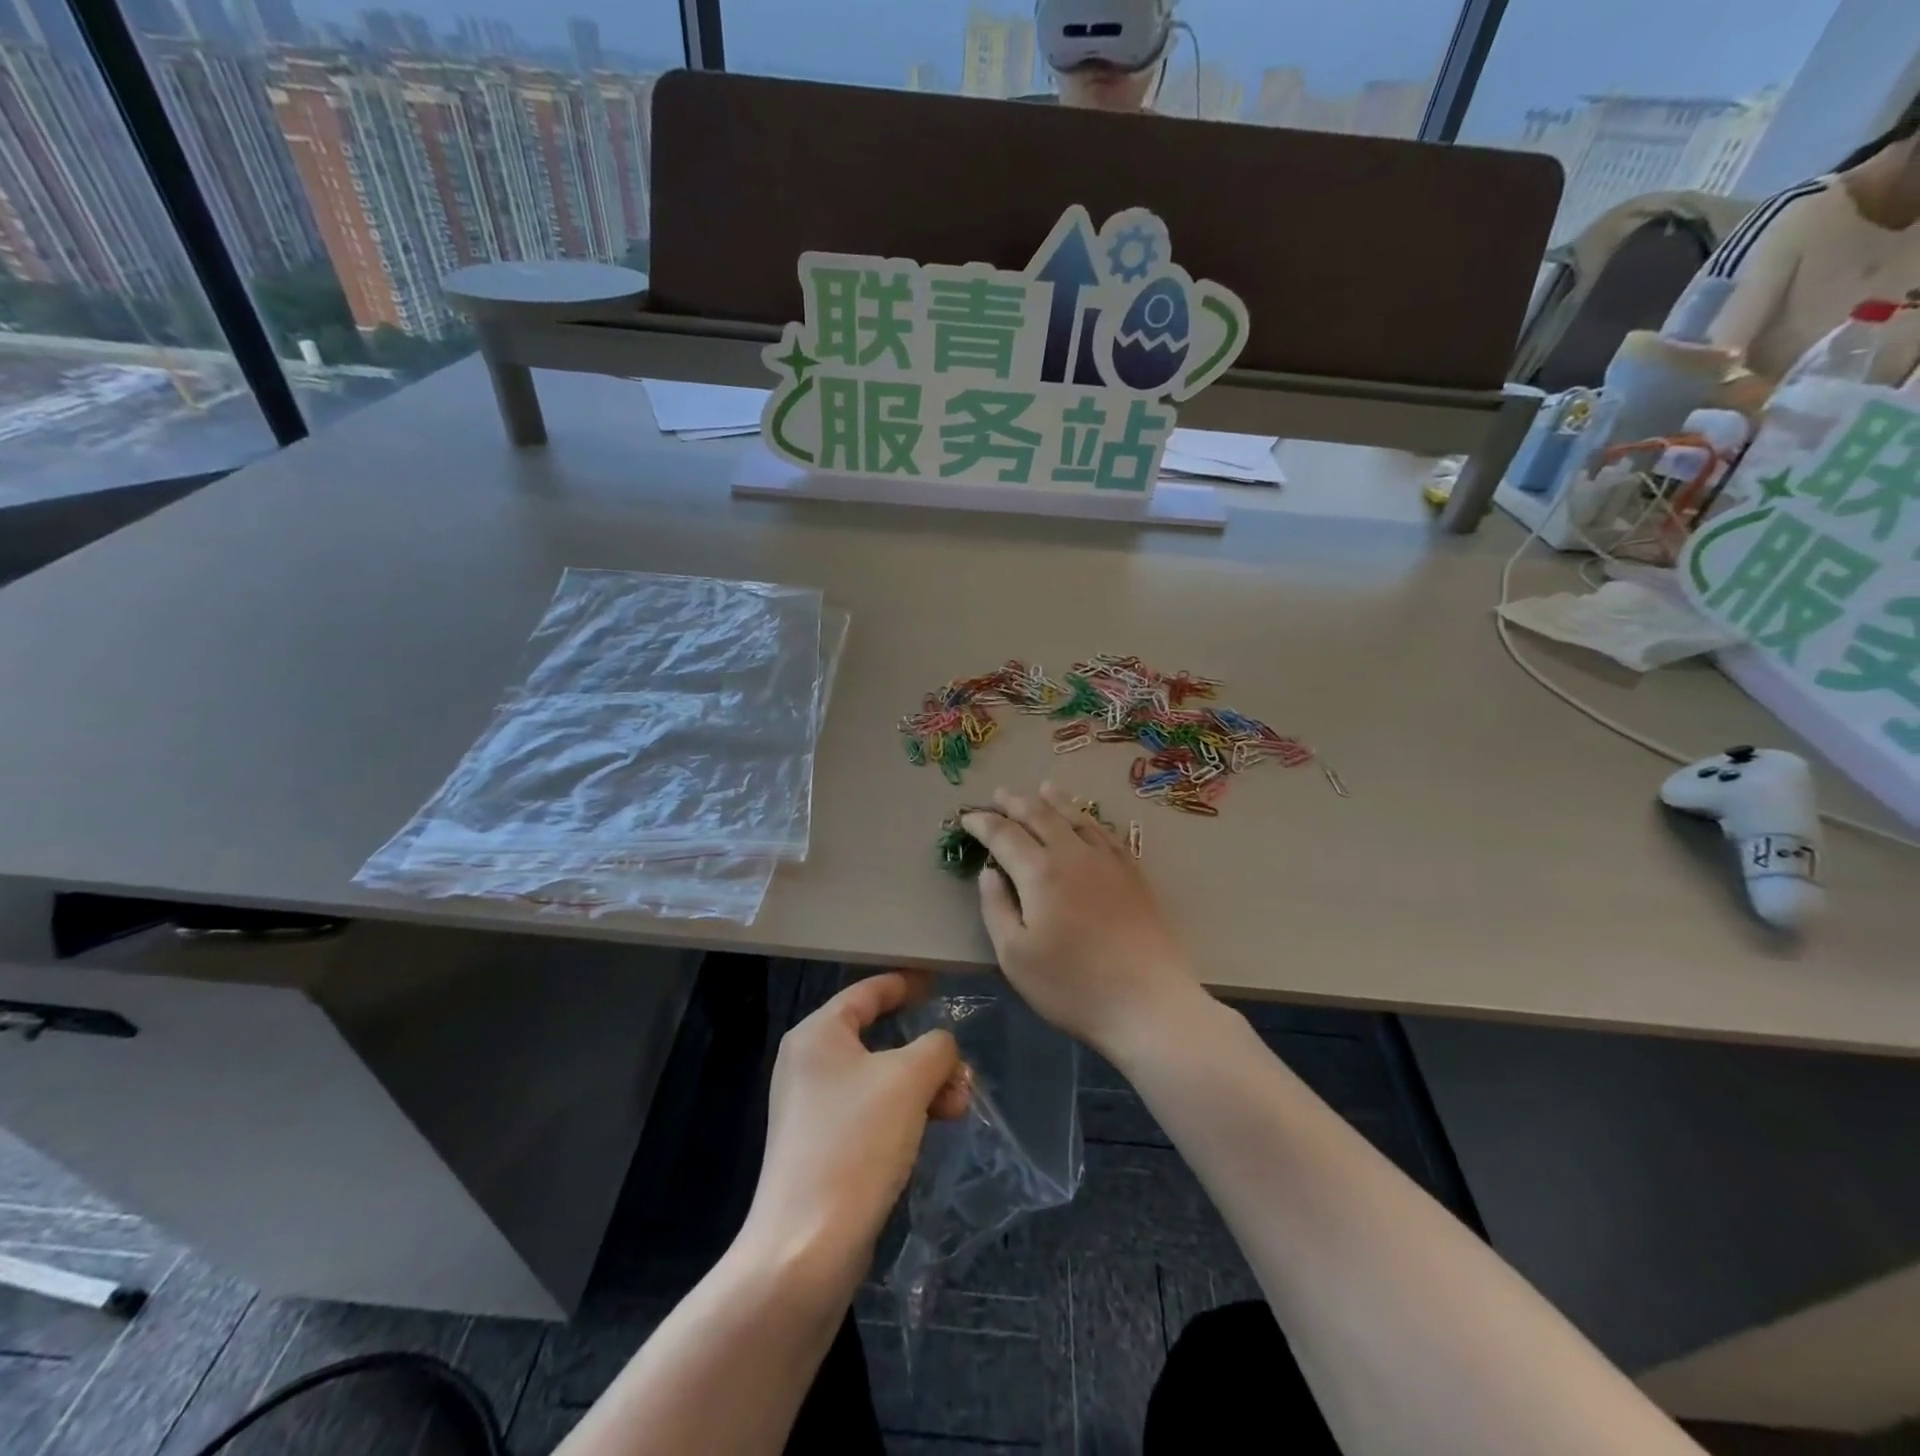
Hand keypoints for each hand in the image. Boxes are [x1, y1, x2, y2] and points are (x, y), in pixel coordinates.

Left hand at [740, 971, 968, 1295]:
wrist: (807, 1247)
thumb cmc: (855, 1143)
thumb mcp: (908, 1080)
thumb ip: (935, 1047)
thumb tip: (942, 1048)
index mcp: (818, 1034)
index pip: (868, 991)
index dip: (906, 983)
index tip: (938, 983)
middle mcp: (808, 1063)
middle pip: (878, 1038)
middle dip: (926, 1053)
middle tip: (961, 1072)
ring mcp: (812, 1108)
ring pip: (880, 1078)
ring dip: (922, 1086)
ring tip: (958, 1108)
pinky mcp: (821, 1147)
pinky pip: (870, 1111)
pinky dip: (904, 1112)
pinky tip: (931, 1131)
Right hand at [963, 784, 1201, 1058]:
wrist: (1147, 1002)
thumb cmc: (1072, 986)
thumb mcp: (1015, 956)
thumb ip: (996, 908)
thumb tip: (989, 872)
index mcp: (1040, 872)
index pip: (1004, 834)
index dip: (983, 823)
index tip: (967, 817)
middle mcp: (1074, 854)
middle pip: (1040, 816)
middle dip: (1016, 802)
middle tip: (999, 793)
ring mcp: (1108, 861)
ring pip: (1076, 817)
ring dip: (1054, 800)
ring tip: (1042, 788)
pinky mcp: (1134, 874)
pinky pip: (1106, 833)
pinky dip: (1089, 818)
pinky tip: (1087, 819)